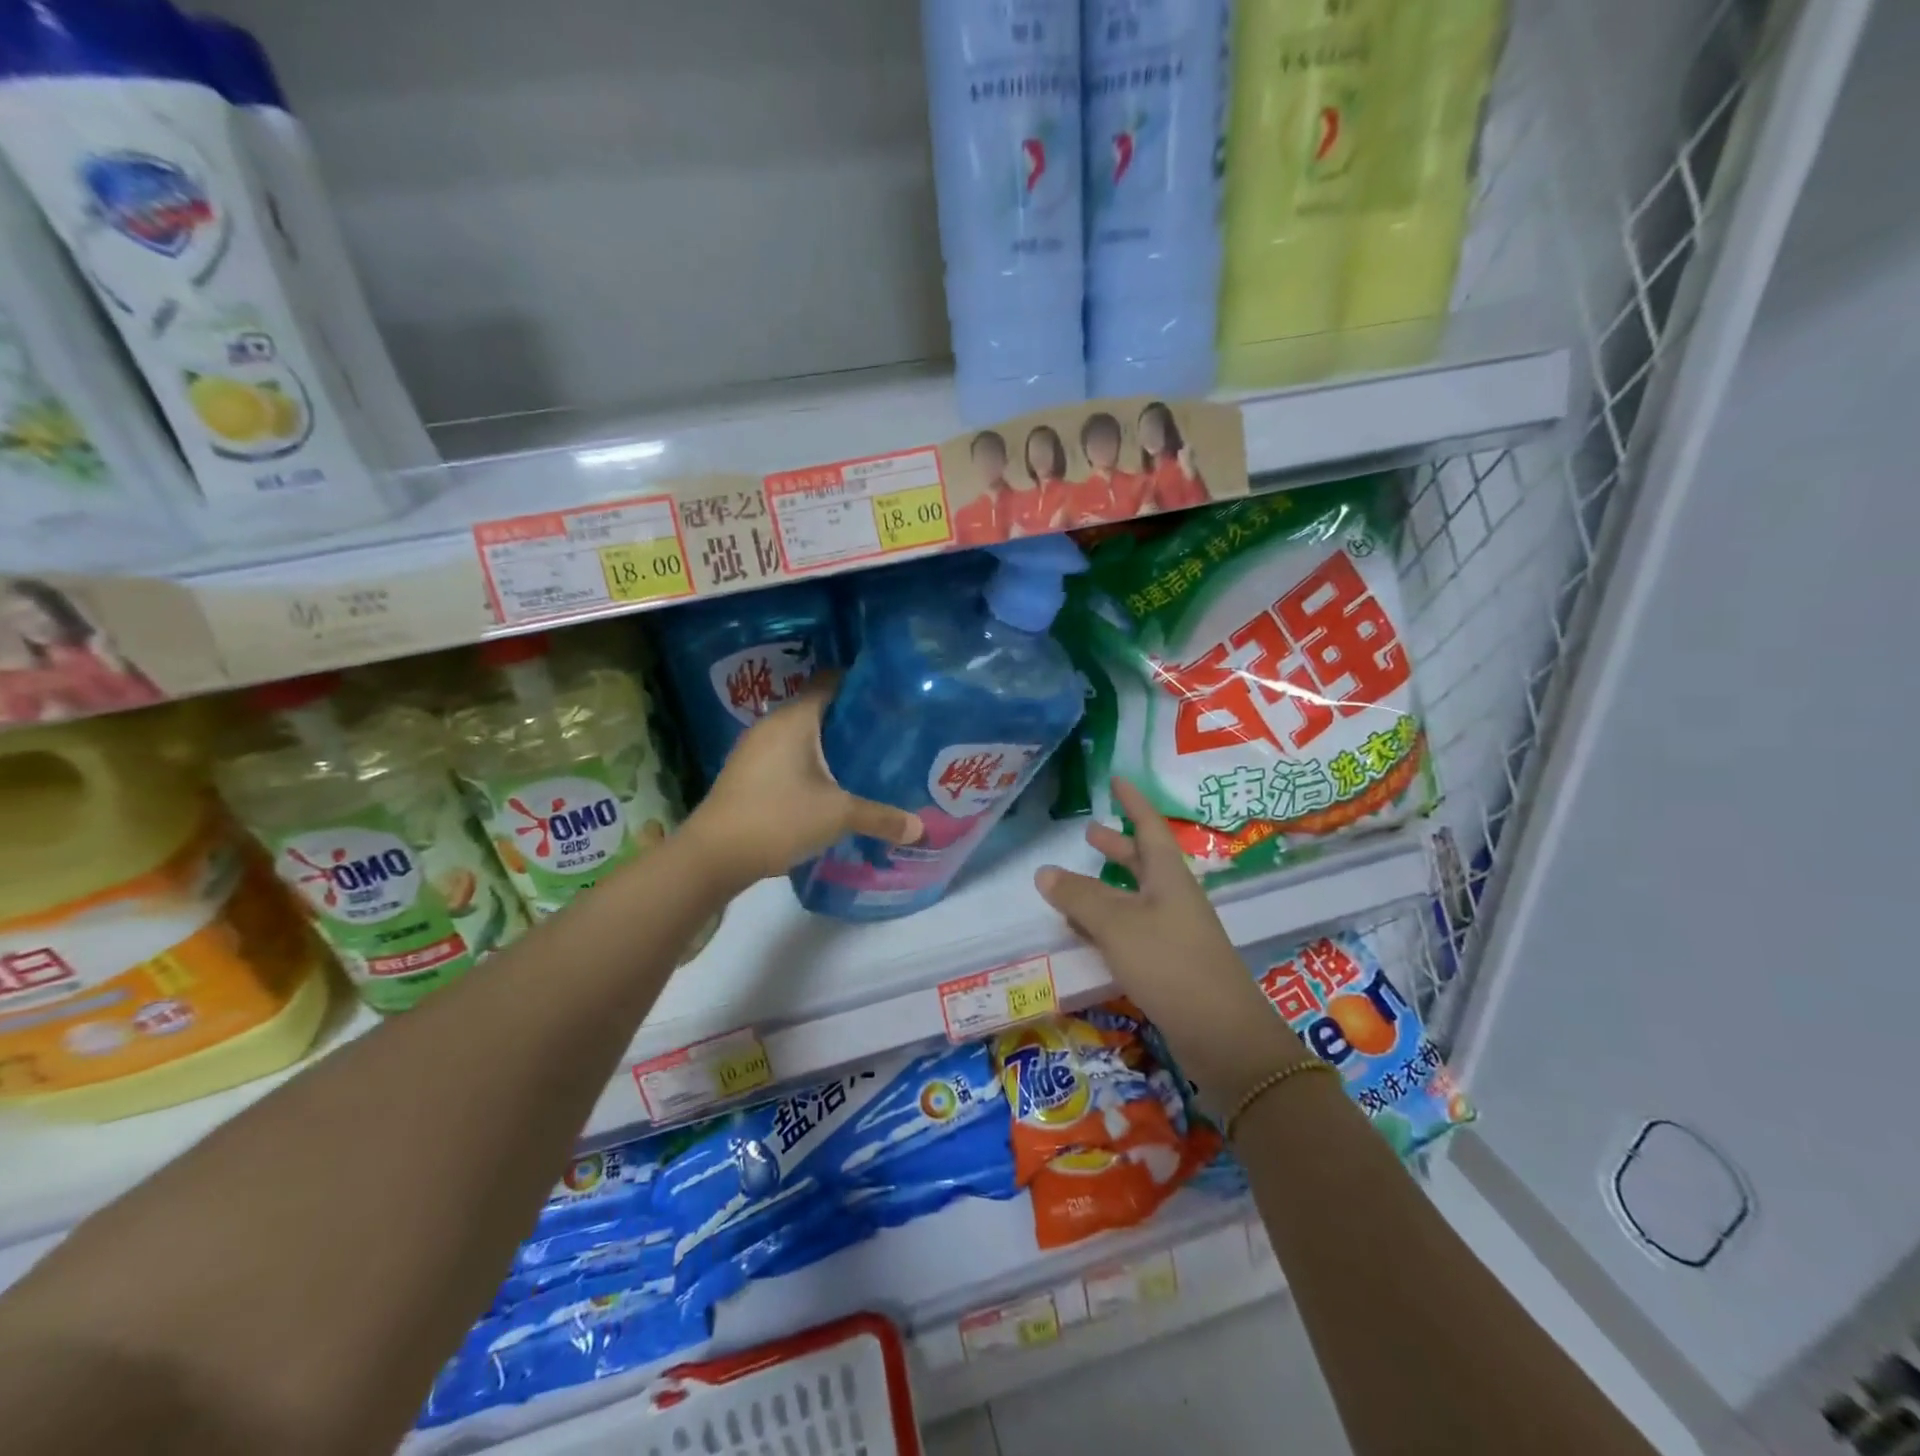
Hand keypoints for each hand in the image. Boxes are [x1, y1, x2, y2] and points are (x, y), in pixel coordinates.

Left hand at [683, 680, 921, 888]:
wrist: (713, 856)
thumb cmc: (779, 818)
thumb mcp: (838, 816)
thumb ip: (881, 817)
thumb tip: (920, 828)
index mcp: (795, 719)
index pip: (831, 682)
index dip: (861, 685)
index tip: (891, 698)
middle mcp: (772, 725)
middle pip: (818, 710)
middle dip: (851, 721)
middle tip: (888, 735)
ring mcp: (754, 750)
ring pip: (801, 737)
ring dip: (829, 747)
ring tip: (865, 761)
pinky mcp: (746, 774)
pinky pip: (786, 757)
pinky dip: (809, 765)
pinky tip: (830, 787)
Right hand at [1035, 779, 1312, 1115]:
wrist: (1223, 1035)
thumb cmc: (1171, 964)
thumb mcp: (1119, 925)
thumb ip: (1080, 897)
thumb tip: (1044, 871)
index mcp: (1168, 877)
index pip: (1149, 827)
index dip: (1133, 803)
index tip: (1117, 779)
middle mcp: (1174, 898)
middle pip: (1143, 862)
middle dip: (1116, 847)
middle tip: (1088, 834)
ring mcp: (1174, 932)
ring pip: (1134, 898)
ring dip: (1106, 888)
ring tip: (1072, 885)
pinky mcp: (1169, 964)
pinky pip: (1131, 931)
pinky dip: (1106, 924)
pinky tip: (1084, 934)